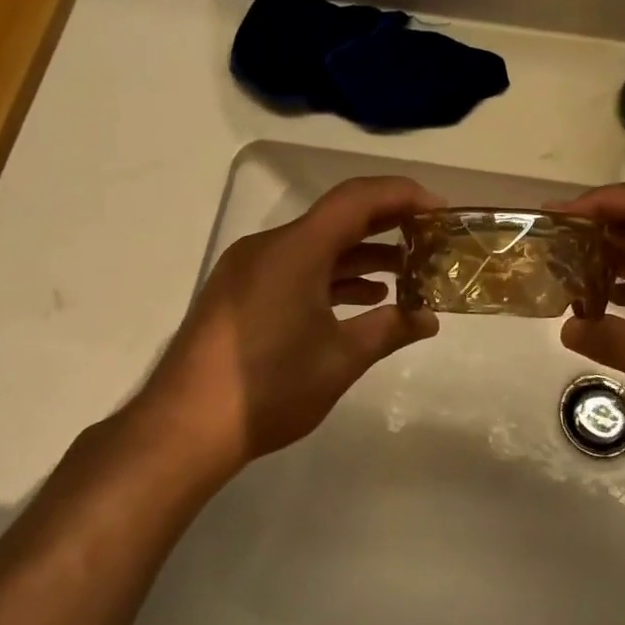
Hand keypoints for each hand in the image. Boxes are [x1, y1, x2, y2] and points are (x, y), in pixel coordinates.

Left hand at [131, 175, 441, 476]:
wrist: (183, 428)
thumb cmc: (269, 388)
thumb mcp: (340, 359)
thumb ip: (389, 330)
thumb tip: (429, 319)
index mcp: (295, 249)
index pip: (357, 199)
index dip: (403, 196)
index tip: (440, 212)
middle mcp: (269, 246)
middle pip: (337, 218)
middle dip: (387, 225)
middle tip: (430, 239)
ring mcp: (249, 269)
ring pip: (316, 245)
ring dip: (360, 255)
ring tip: (406, 274)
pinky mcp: (240, 292)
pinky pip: (295, 268)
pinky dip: (331, 276)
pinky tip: (362, 299)